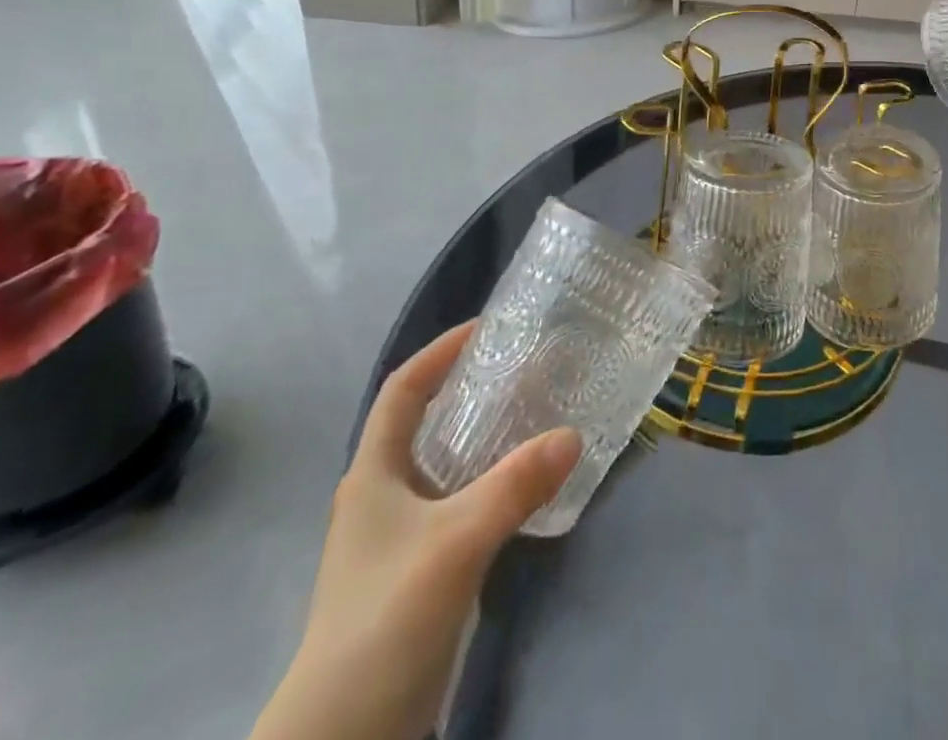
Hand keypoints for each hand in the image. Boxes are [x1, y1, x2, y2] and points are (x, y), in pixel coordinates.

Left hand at [251, 324, 580, 739]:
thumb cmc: (385, 619)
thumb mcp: (455, 542)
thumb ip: (515, 485)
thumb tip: (573, 434)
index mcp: (373, 474)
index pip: (403, 390)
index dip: (440, 352)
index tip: (489, 328)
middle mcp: (384, 495)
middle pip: (429, 422)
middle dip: (474, 389)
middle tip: (530, 367)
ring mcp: (401, 536)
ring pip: (450, 464)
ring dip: (489, 435)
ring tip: (541, 411)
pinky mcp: (422, 569)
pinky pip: (464, 502)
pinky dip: (495, 480)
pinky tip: (531, 482)